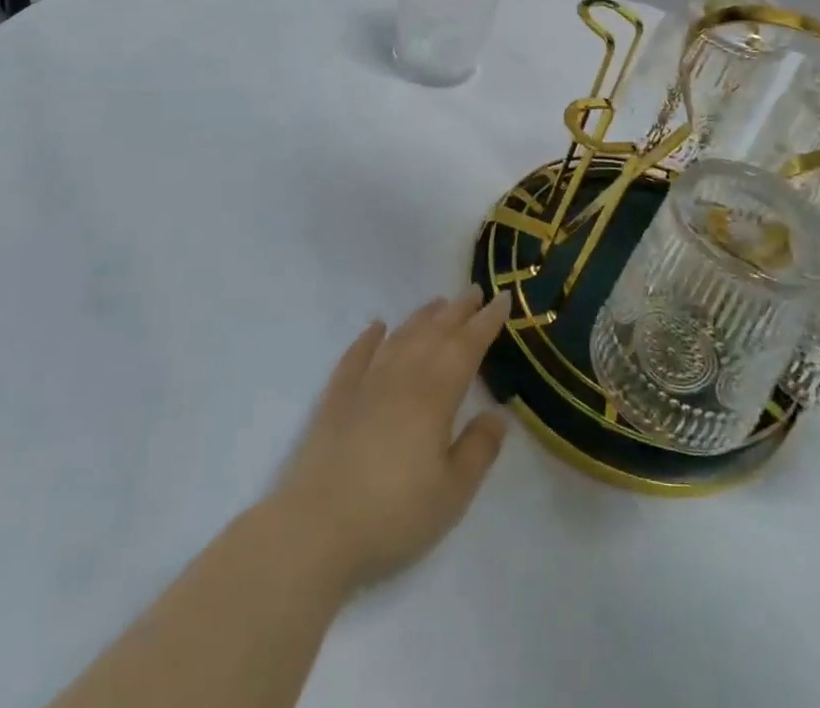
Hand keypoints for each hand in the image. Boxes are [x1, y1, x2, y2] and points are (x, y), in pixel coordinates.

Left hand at [270, 290, 511, 595]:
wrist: (316, 528)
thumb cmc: (394, 515)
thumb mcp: (452, 493)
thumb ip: (479, 450)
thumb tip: (497, 414)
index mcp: (435, 395)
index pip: (467, 346)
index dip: (486, 321)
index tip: (503, 298)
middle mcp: (402, 377)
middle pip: (434, 333)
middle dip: (458, 310)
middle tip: (474, 290)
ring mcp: (365, 384)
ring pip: (399, 338)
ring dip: (421, 317)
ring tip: (438, 302)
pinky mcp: (336, 398)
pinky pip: (356, 355)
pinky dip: (368, 337)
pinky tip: (377, 326)